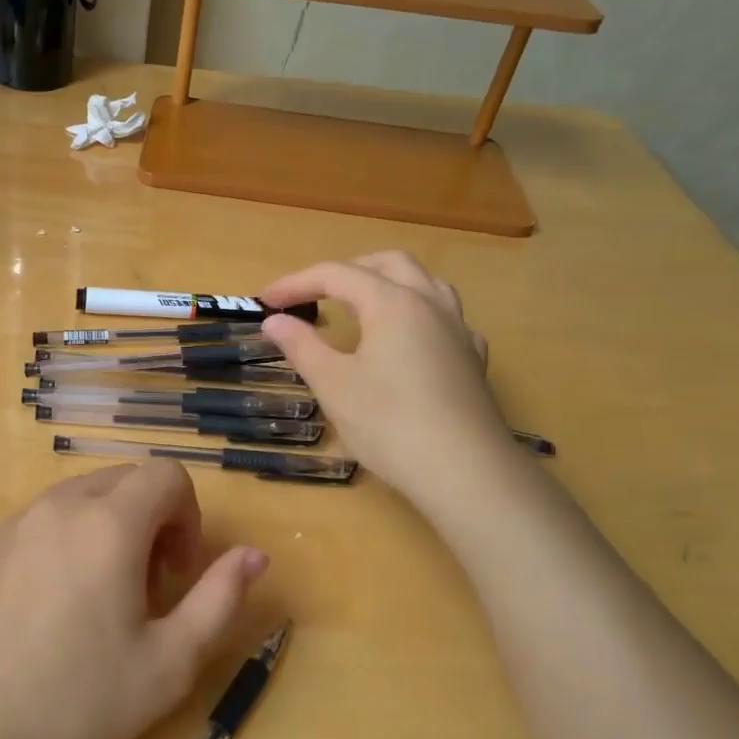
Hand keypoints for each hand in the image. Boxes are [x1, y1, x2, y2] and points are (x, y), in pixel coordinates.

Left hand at [0, 462, 267, 738]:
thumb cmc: (80, 703)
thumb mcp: (170, 663)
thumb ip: (220, 598)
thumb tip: (254, 554)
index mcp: (109, 524)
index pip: (166, 476)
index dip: (187, 516)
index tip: (177, 573)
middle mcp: (60, 505)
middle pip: (124, 481)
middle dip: (150, 520)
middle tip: (144, 588)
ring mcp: (15, 522)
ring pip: (80, 498)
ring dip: (106, 528)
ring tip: (97, 599)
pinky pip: (40, 520)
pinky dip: (64, 540)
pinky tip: (49, 606)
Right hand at [260, 251, 515, 501]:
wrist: (466, 474)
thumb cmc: (390, 425)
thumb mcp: (333, 385)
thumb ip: (302, 346)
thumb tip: (275, 320)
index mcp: (392, 302)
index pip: (336, 274)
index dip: (296, 283)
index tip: (264, 301)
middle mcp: (430, 303)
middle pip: (387, 264)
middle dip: (346, 271)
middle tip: (313, 295)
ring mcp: (459, 330)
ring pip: (425, 282)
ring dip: (388, 282)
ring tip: (362, 304)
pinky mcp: (474, 359)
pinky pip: (446, 317)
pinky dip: (418, 314)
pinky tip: (409, 340)